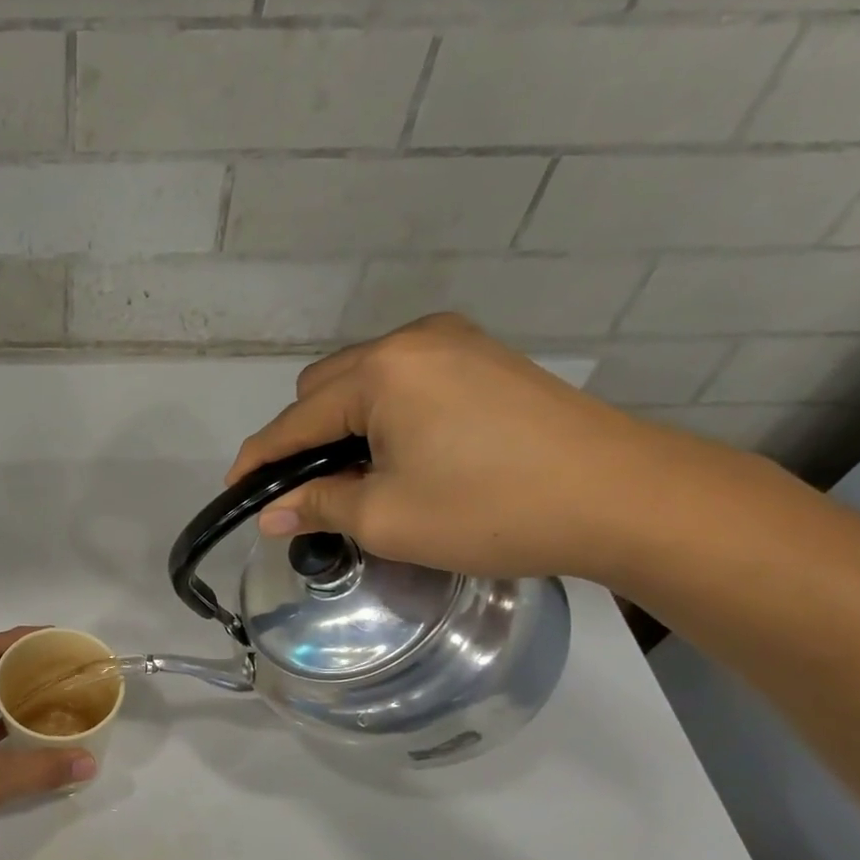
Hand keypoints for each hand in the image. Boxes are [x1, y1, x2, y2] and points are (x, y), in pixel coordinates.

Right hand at [226, 312, 713, 582]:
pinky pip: (405, 378)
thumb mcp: (387, 519)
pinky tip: (403, 452)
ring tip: (360, 476)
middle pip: (322, 388)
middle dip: (303, 439)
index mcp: (381, 372)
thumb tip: (271, 515)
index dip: (258, 462)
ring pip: (363, 380)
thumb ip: (317, 506)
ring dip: (343, 425)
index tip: (236, 495)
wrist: (623, 497)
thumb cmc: (491, 510)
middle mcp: (412, 339)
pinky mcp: (484, 356)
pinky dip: (384, 414)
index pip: (293, 422)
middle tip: (312, 493)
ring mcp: (454, 342)